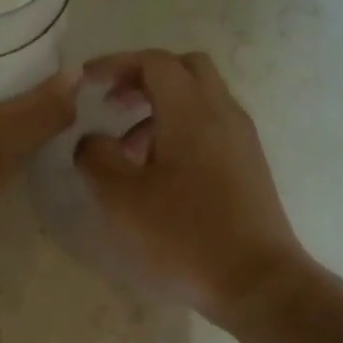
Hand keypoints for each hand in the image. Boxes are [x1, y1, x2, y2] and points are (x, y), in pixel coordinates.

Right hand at [74, 50, 304, 323]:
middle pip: (185, 69)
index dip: (116, 63)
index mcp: (192, 112)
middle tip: (113, 104)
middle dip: (144, 78)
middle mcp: (223, 113)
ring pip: (200, 99)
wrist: (256, 280)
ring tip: (129, 151)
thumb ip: (96, 157)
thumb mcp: (121, 199)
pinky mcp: (249, 165)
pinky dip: (181, 130)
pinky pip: (211, 126)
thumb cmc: (183, 236)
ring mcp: (241, 139)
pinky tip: (160, 173)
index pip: (154, 62)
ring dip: (161, 109)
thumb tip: (92, 140)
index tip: (86, 81)